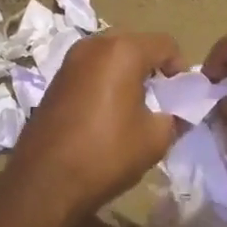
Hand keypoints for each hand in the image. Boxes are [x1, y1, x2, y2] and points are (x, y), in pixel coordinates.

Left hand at [8, 31, 183, 217]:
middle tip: (161, 101)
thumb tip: (178, 112)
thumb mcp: (155, 138)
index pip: (165, 44)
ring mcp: (70, 60)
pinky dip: (106, 82)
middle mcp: (94, 45)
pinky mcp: (56, 79)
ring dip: (128, 74)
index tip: (181, 97)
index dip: (180, 69)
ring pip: (112, 56)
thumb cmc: (106, 153)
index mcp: (122, 51)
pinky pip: (92, 70)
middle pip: (136, 45)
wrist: (45, 182)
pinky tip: (108, 113)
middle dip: (153, 69)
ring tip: (134, 109)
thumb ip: (175, 116)